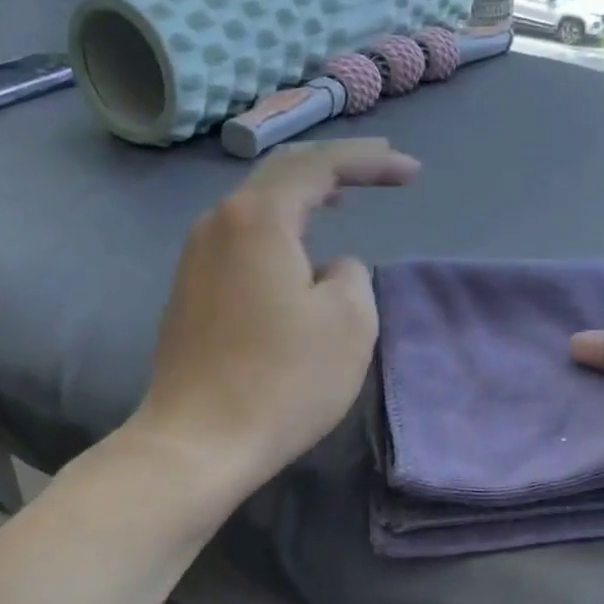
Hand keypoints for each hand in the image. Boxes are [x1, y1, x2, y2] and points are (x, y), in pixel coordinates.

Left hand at [133, 138, 418, 489]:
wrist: (198, 442)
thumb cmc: (283, 380)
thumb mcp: (349, 323)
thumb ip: (351, 277)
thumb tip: (329, 270)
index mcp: (258, 218)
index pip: (320, 166)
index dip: (371, 161)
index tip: (413, 172)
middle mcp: (218, 223)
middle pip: (283, 175)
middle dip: (338, 167)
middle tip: (382, 167)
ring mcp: (196, 257)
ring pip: (259, 206)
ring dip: (306, 197)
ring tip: (343, 198)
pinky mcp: (191, 291)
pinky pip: (244, 238)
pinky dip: (281, 229)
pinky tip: (299, 247)